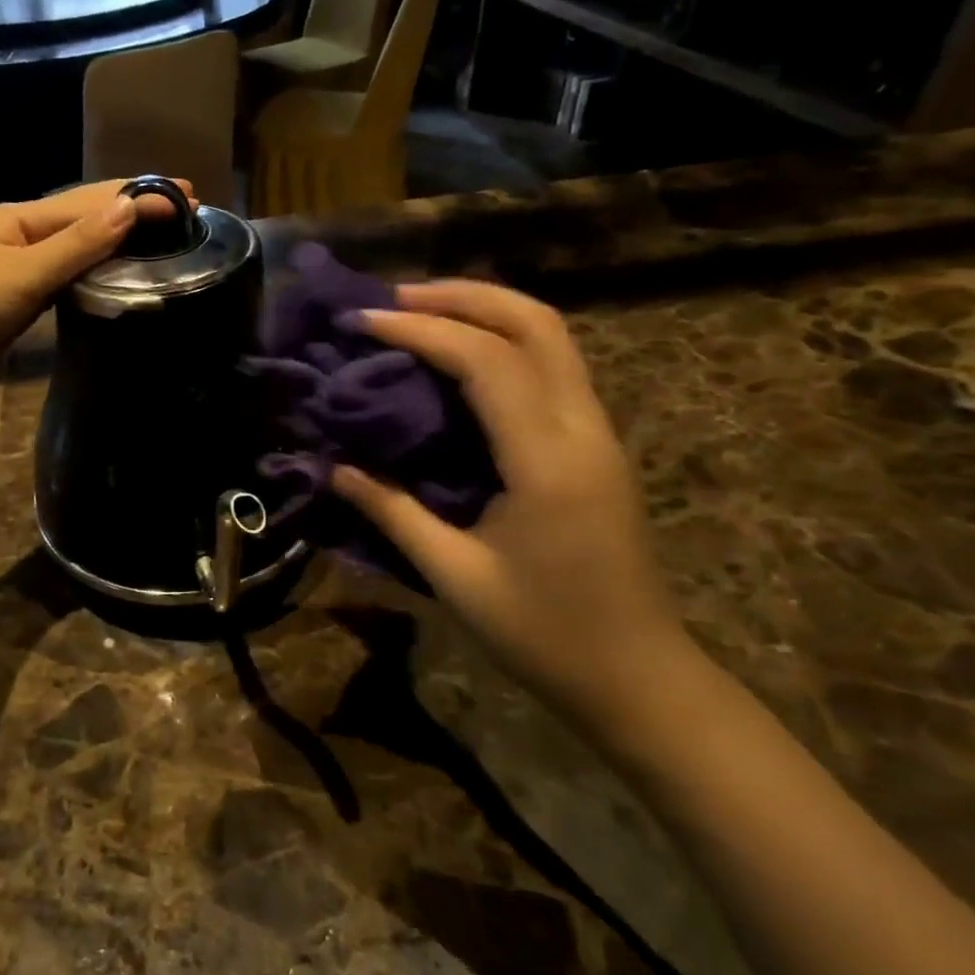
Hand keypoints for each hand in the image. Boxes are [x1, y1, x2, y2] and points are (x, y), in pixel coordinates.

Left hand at [0, 179, 195, 378]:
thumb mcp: (25, 271)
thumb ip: (77, 244)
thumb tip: (128, 208)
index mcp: (25, 217)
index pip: (93, 201)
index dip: (140, 196)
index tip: (186, 196)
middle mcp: (25, 231)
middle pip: (87, 212)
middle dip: (133, 206)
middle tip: (182, 204)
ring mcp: (19, 260)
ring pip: (78, 241)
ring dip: (118, 234)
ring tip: (158, 233)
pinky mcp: (18, 290)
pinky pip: (66, 269)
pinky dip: (95, 264)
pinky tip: (113, 269)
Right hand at [329, 280, 693, 731]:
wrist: (637, 678)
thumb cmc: (544, 635)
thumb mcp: (455, 576)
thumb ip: (392, 513)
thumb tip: (337, 468)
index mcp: (548, 460)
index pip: (485, 361)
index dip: (420, 330)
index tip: (362, 321)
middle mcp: (583, 429)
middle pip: (535, 322)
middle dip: (462, 296)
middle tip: (393, 299)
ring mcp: (598, 433)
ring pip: (551, 337)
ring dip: (485, 311)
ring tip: (419, 314)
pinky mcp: (595, 446)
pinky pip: (551, 367)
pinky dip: (502, 343)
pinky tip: (458, 360)